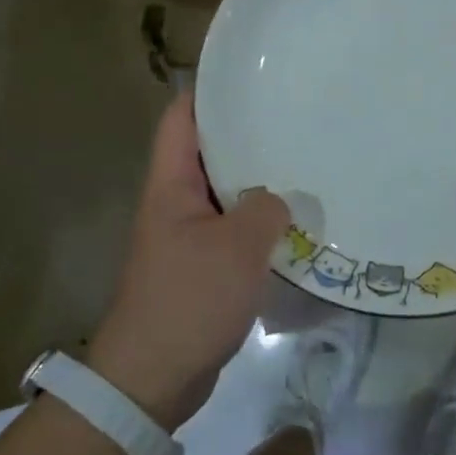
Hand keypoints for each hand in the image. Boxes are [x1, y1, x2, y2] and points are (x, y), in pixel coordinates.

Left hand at [86, 92, 289, 430]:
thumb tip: (281, 198)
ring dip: (257, 181)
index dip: (208, 91)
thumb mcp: (237, 248)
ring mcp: (187, 235)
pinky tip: (294, 221)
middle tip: (293, 118)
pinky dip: (258, 221)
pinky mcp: (201, 265)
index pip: (181, 119)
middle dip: (246, 134)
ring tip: (302, 162)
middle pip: (207, 152)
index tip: (250, 77)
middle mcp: (175, 202)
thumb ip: (266, 209)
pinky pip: (232, 228)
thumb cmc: (189, 299)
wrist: (153, 377)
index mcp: (171, 185)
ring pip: (224, 192)